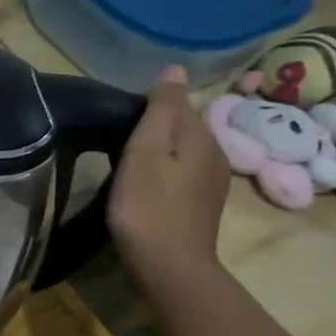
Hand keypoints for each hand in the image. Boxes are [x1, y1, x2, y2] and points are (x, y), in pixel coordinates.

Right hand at [108, 66, 230, 294]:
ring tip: (127, 161)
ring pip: (183, 150)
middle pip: (182, 126)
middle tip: (118, 141)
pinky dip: (164, 170)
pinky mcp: (203, 203)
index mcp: (202, 137)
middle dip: (155, 127)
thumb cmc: (148, 205)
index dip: (148, 107)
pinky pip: (183, 171)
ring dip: (159, 149)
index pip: (178, 103)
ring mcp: (212, 181)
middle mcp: (216, 154)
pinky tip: (145, 184)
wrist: (170, 266)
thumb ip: (162, 109)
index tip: (119, 123)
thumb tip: (176, 69)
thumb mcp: (146, 150)